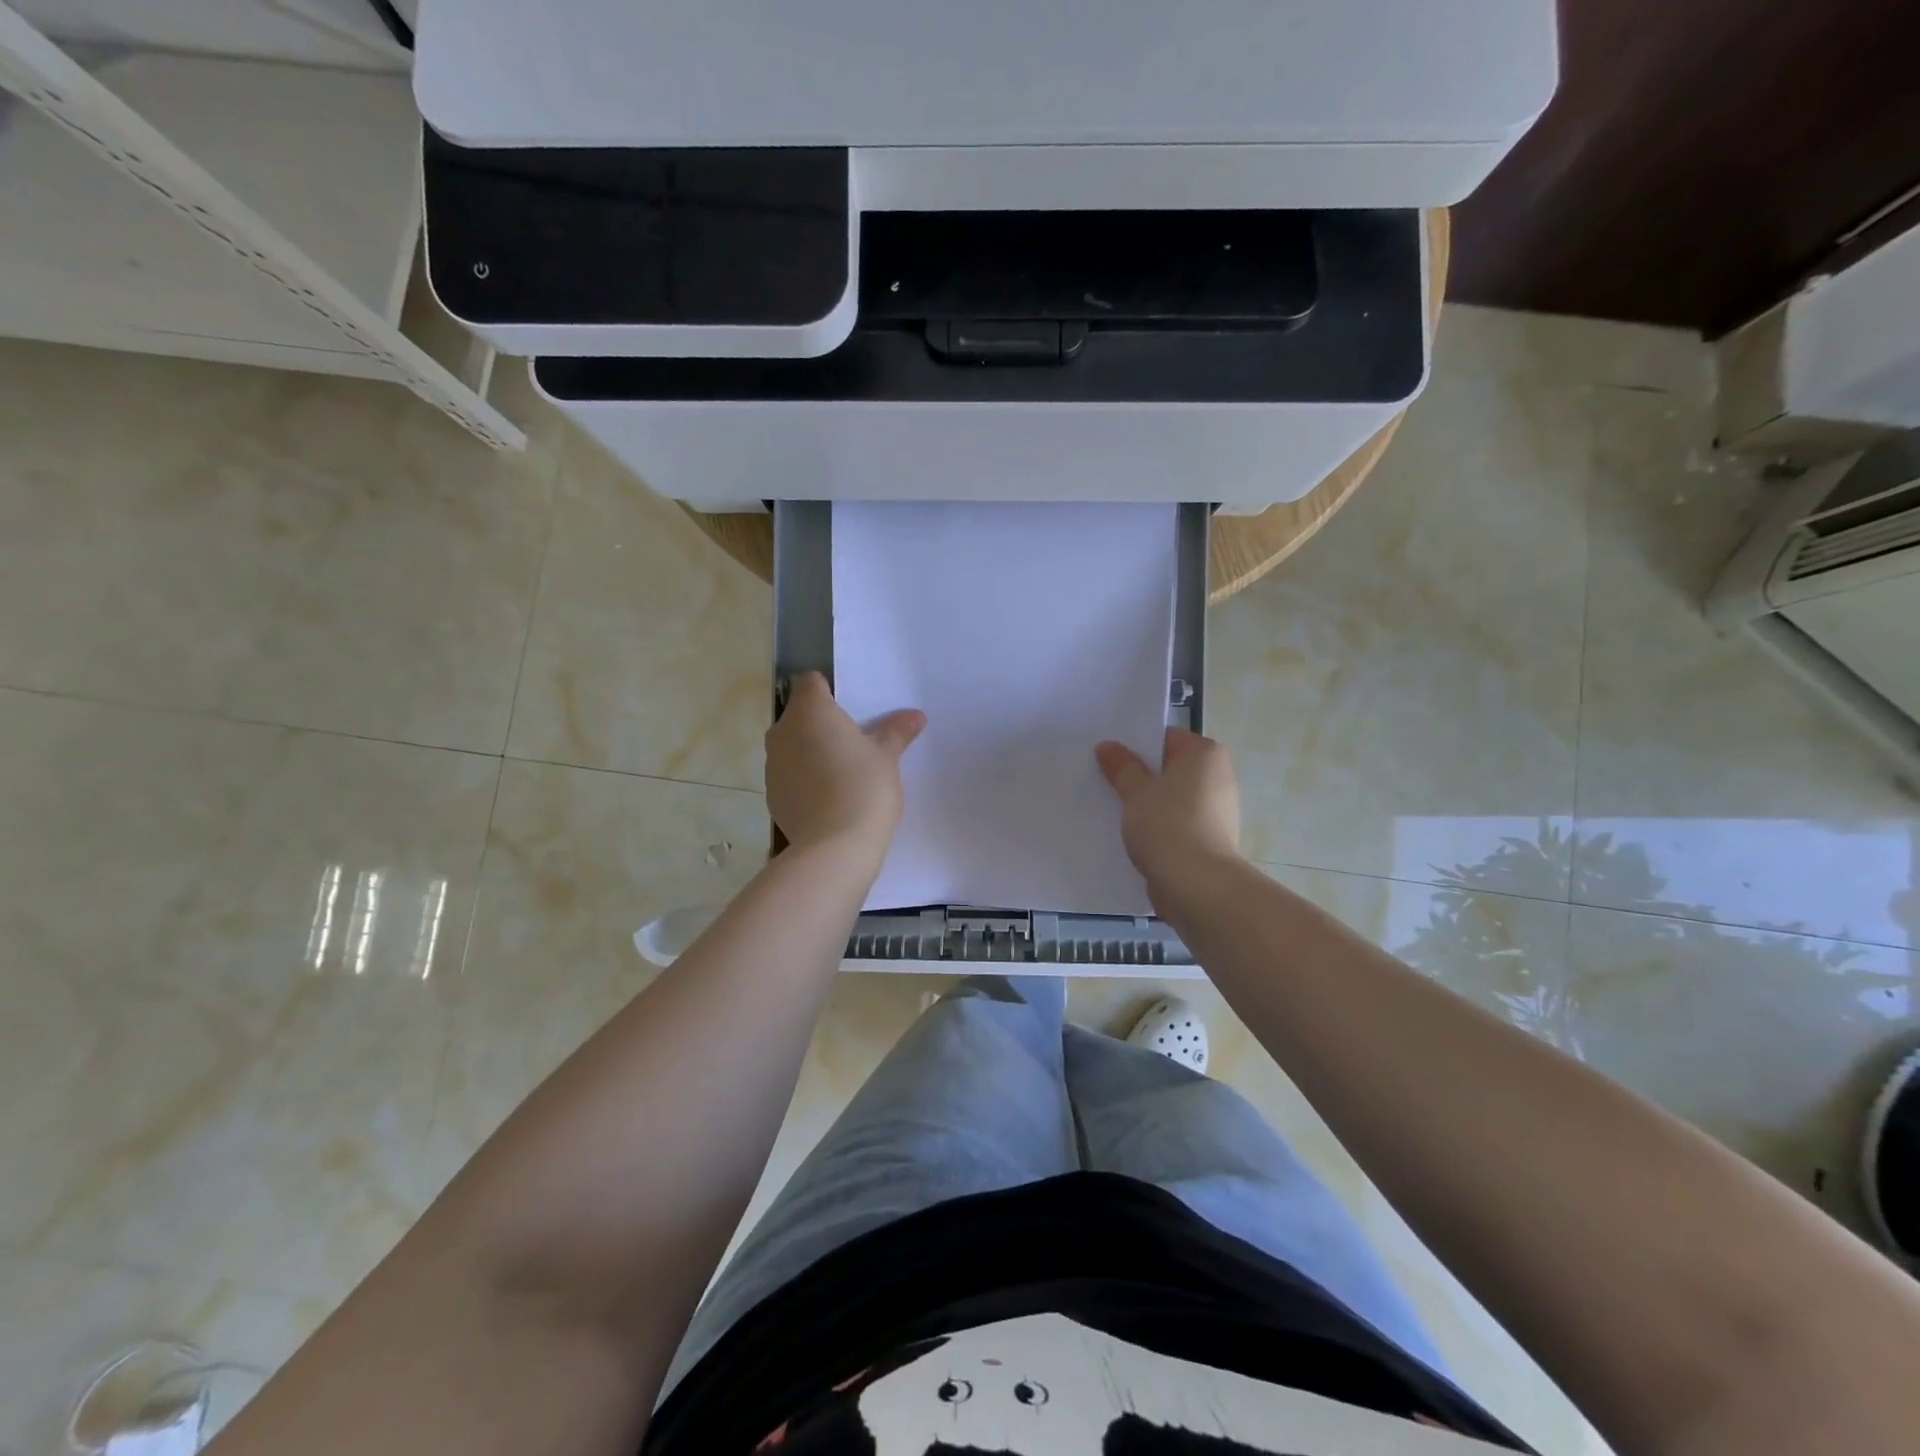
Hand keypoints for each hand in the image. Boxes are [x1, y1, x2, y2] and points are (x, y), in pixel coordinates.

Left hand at [767, 673, 925, 862]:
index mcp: (810, 711)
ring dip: (811, 751)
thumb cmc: (863, 787)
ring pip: (792, 746)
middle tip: (854, 741)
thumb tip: (915, 716)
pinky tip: (829, 797)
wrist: (834, 847)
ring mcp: (772, 765)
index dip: (829, 691)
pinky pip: (789, 775)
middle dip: (821, 723)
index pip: (810, 682)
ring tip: (843, 772)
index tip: (851, 710)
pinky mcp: (772, 795)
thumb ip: (896, 732)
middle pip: (799, 715)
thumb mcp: (887, 757)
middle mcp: (782, 731)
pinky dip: (805, 779)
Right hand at [1095, 728, 1242, 896]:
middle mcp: (1216, 776)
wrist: (1198, 886)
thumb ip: (1122, 767)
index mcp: (1204, 754)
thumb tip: (1108, 746)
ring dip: (1146, 803)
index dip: (1135, 745)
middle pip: (1168, 768)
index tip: (1108, 756)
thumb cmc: (1168, 825)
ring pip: (1170, 797)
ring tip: (1111, 808)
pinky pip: (1176, 822)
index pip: (1165, 738)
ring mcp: (1215, 809)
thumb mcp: (1136, 791)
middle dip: (1139, 775)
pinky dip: (1157, 825)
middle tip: (1103, 779)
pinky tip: (1130, 834)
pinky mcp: (1208, 838)